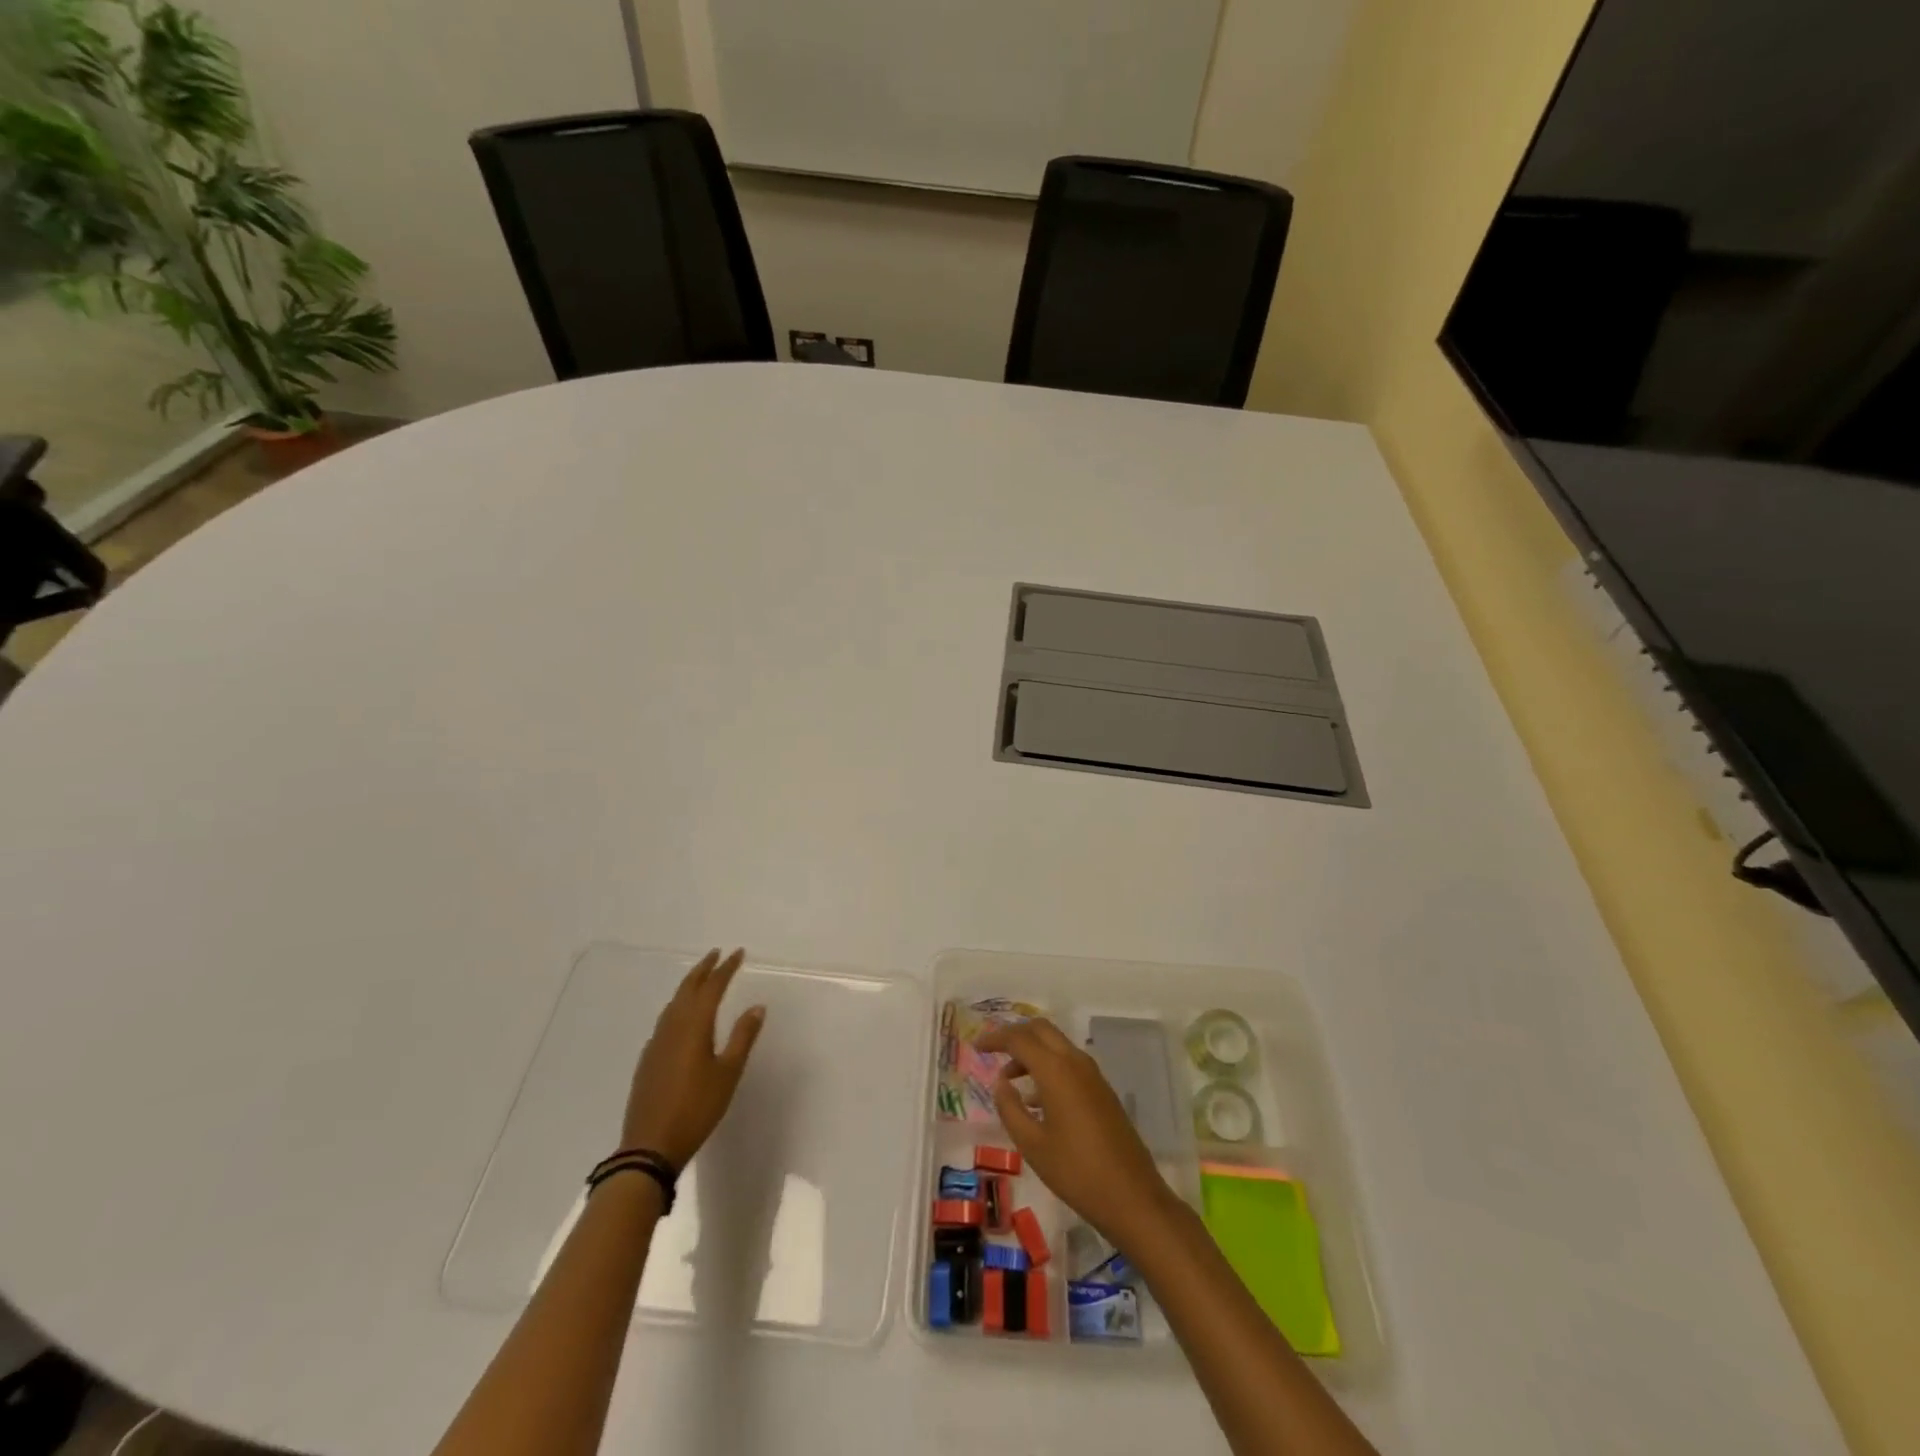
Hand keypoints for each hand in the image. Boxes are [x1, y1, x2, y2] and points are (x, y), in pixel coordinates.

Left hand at [620, 948, 765, 1168]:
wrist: (650, 1146)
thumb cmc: (697, 1108)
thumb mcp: (728, 1072)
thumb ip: (743, 1037)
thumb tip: (757, 1007)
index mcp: (694, 1025)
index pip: (712, 986)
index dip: (726, 968)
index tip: (738, 953)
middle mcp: (672, 1026)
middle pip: (688, 988)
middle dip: (703, 969)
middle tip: (717, 955)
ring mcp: (656, 1042)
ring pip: (673, 1003)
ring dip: (689, 986)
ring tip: (701, 979)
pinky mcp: (648, 1059)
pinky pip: (665, 1020)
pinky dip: (677, 1007)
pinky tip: (681, 1018)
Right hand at [976, 1018, 1184, 1253]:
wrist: (1132, 1197)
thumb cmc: (1076, 1172)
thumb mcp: (1032, 1145)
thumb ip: (1011, 1109)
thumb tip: (1001, 1084)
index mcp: (1056, 1070)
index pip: (1019, 1039)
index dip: (995, 1038)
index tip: (977, 1046)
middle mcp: (1075, 1063)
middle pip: (1041, 1030)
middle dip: (1015, 1035)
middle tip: (993, 1051)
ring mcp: (1093, 1075)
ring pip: (1057, 1045)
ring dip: (1032, 1052)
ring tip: (1009, 1080)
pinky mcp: (1102, 1091)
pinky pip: (1069, 1064)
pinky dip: (1048, 1067)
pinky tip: (1036, 1100)